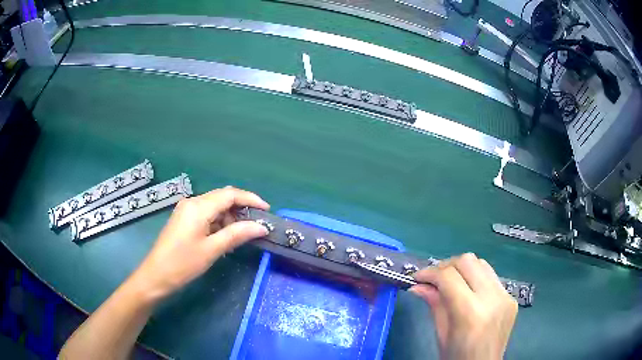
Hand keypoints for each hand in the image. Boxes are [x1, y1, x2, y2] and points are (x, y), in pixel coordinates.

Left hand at [130, 186, 269, 301]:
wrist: (156, 276)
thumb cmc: (183, 263)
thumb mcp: (212, 250)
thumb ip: (236, 234)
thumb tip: (261, 227)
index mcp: (198, 206)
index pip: (230, 195)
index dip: (250, 199)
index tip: (267, 210)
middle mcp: (192, 203)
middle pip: (222, 198)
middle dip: (241, 209)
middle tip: (257, 225)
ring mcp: (186, 210)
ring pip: (214, 207)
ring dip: (230, 217)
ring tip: (242, 235)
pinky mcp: (184, 220)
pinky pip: (206, 215)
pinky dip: (219, 223)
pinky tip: (224, 238)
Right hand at [410, 253, 517, 359]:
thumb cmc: (457, 357)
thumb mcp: (441, 334)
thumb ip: (434, 304)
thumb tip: (418, 285)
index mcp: (470, 312)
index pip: (448, 277)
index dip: (430, 273)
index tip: (418, 277)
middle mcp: (492, 298)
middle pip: (468, 261)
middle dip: (446, 265)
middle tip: (433, 278)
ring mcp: (505, 296)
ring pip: (482, 264)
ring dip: (463, 269)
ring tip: (450, 282)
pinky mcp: (511, 298)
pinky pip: (492, 278)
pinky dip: (476, 279)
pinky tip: (469, 292)